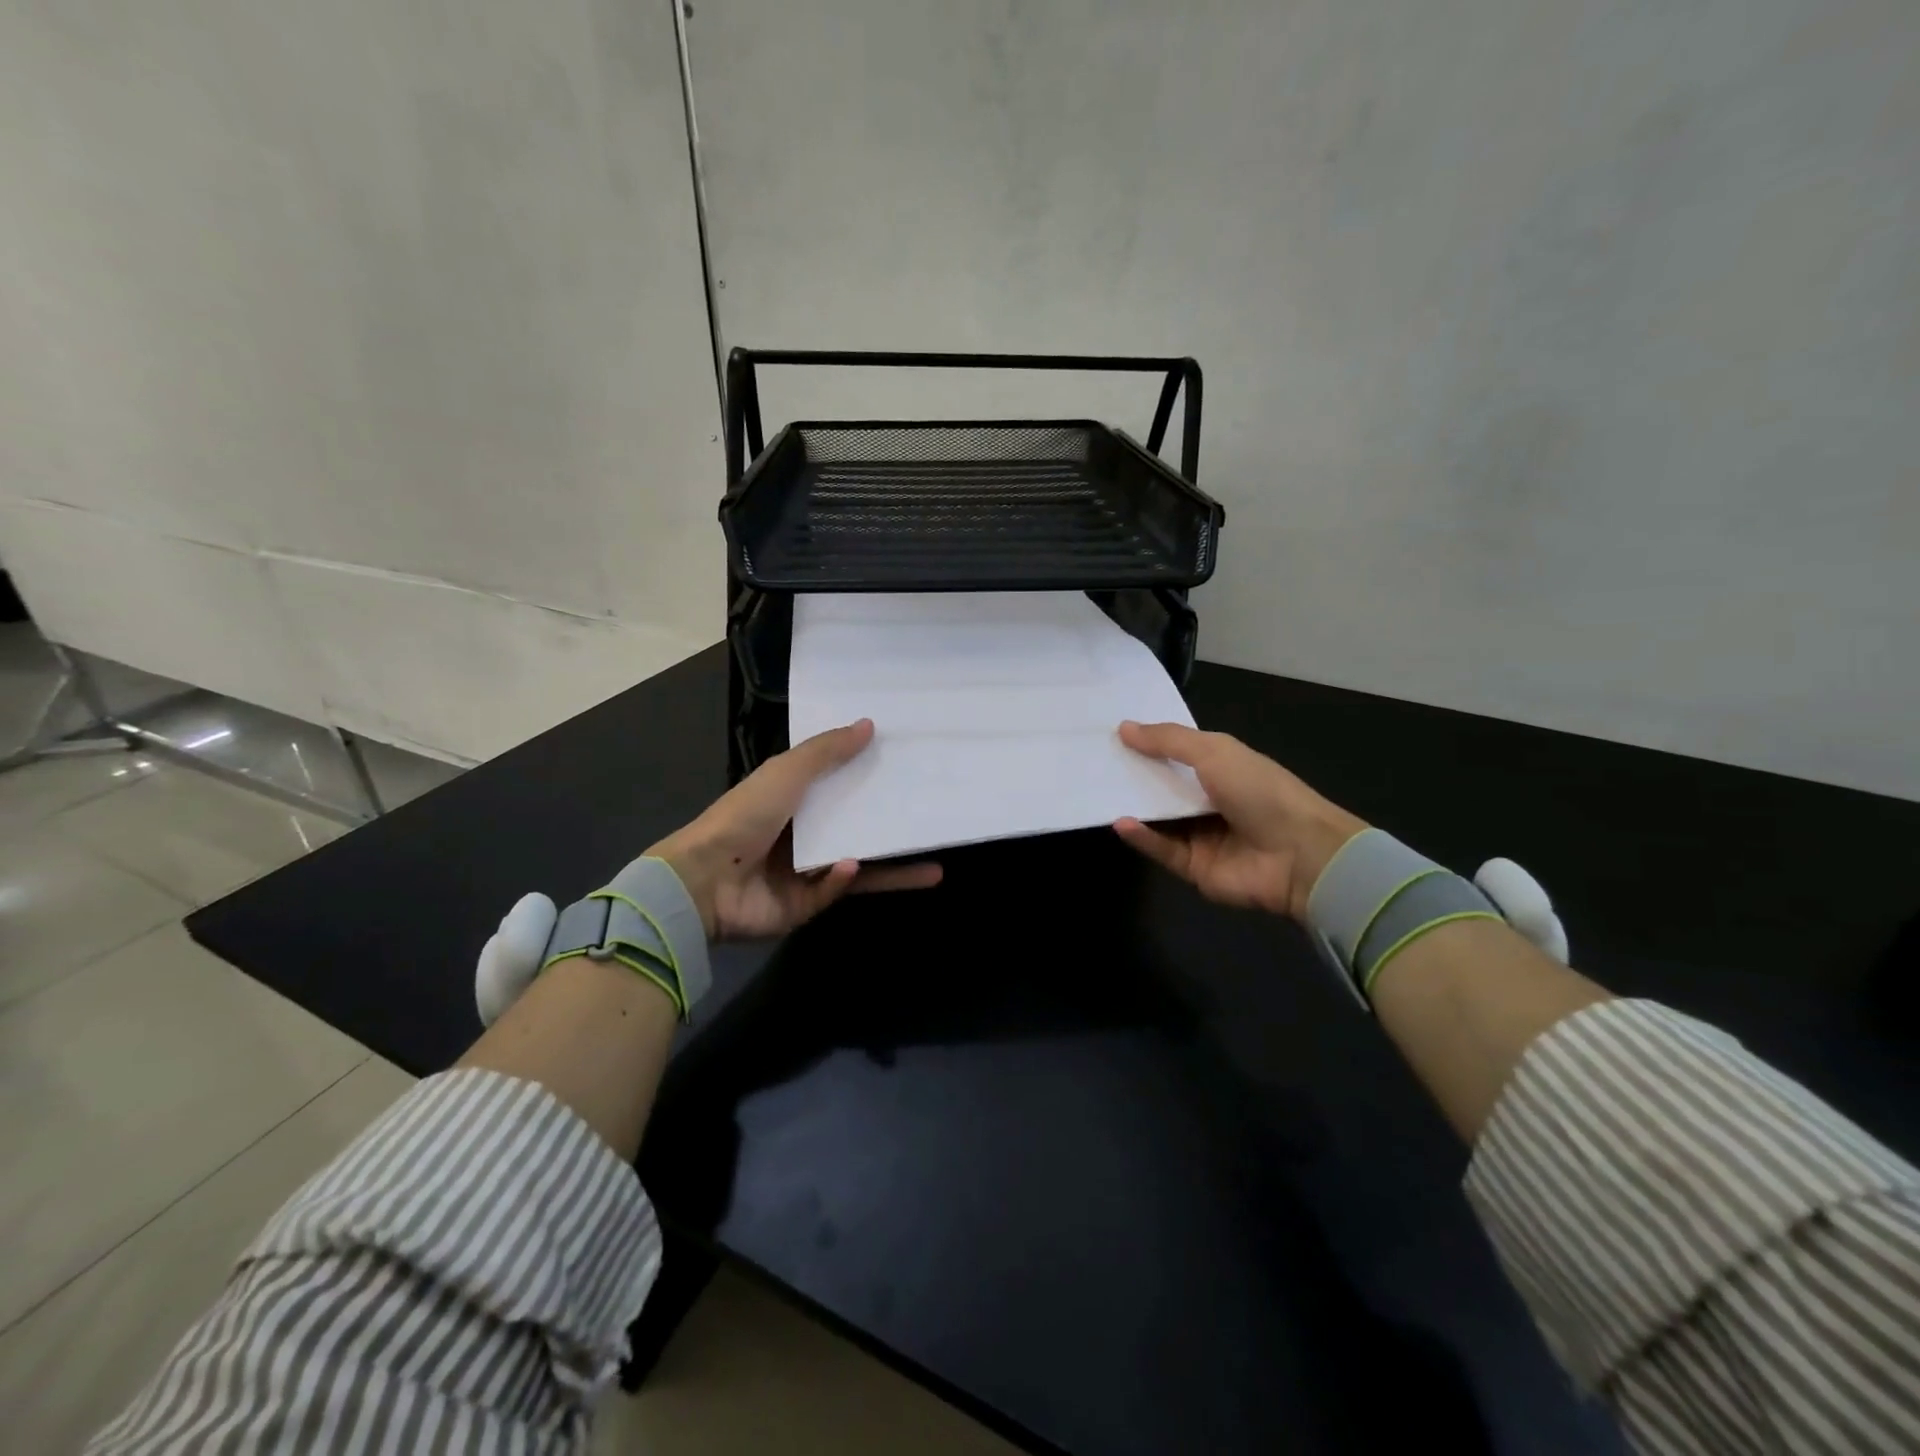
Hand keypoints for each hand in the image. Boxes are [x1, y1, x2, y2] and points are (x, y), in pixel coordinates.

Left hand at [648, 719, 941, 939]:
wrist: (704, 881)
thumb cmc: (745, 816)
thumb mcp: (787, 772)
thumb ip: (827, 751)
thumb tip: (869, 725)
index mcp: (794, 800)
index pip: (841, 786)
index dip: (871, 778)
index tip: (907, 769)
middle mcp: (803, 834)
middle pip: (857, 827)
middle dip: (893, 826)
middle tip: (933, 817)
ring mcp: (804, 872)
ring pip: (859, 866)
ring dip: (894, 867)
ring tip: (935, 866)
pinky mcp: (804, 905)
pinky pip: (834, 890)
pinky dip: (843, 879)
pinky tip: (854, 866)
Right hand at [1113, 721, 1365, 921]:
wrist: (1300, 855)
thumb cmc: (1259, 791)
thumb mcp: (1214, 752)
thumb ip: (1168, 741)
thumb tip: (1124, 728)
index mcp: (1221, 768)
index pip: (1177, 753)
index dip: (1148, 743)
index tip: (1111, 733)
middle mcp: (1209, 799)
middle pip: (1163, 786)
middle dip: (1133, 774)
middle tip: (1093, 761)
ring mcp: (1201, 835)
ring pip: (1158, 819)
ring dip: (1133, 805)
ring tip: (1098, 789)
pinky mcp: (1194, 867)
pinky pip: (1162, 849)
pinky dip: (1142, 837)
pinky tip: (1121, 823)